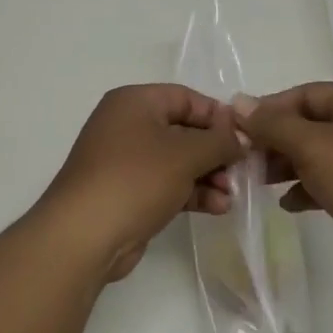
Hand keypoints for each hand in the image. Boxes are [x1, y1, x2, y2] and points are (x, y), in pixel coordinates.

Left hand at [39, 84, 247, 282]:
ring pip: (178, 161)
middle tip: (243, 170)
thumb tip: (241, 136)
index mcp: (134, 102)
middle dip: (216, 151)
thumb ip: (220, 141)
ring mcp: (126, 162)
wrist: (85, 235)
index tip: (247, 136)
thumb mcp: (185, 154)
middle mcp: (128, 125)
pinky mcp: (128, 193)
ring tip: (232, 195)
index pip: (186, 97)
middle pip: (184, 130)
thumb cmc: (135, 179)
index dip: (218, 115)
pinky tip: (217, 207)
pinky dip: (192, 193)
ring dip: (208, 176)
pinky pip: (168, 185)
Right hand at [237, 83, 332, 290]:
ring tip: (259, 181)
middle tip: (244, 159)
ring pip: (321, 155)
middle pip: (313, 124)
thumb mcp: (313, 146)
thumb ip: (273, 124)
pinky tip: (288, 204)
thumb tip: (239, 102)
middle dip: (277, 141)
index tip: (237, 130)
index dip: (269, 109)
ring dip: (288, 165)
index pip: (306, 94)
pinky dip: (309, 188)